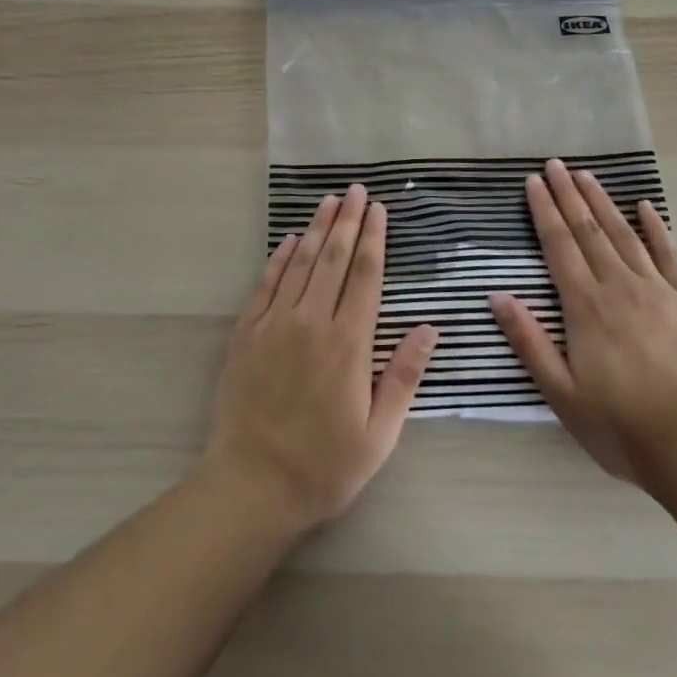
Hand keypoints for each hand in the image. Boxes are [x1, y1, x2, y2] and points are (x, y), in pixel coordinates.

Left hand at [203, 185, 437, 531]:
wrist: (251, 486)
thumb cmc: (323, 466)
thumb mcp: (378, 435)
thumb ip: (403, 376)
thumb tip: (429, 328)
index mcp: (349, 343)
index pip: (365, 275)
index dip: (374, 239)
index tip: (379, 210)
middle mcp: (313, 321)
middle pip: (333, 258)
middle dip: (348, 221)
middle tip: (357, 190)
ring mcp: (276, 323)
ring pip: (300, 263)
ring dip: (317, 228)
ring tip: (329, 201)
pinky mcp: (247, 332)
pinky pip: (266, 283)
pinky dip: (280, 257)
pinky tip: (289, 239)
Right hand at [491, 158, 676, 486]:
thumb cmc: (619, 425)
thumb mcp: (561, 393)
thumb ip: (529, 341)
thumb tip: (498, 295)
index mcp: (585, 305)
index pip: (559, 245)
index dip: (544, 210)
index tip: (533, 181)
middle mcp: (617, 285)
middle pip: (588, 230)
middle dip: (569, 195)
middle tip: (556, 164)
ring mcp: (656, 290)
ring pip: (623, 234)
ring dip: (603, 203)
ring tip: (587, 175)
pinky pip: (669, 255)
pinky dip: (655, 228)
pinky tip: (645, 206)